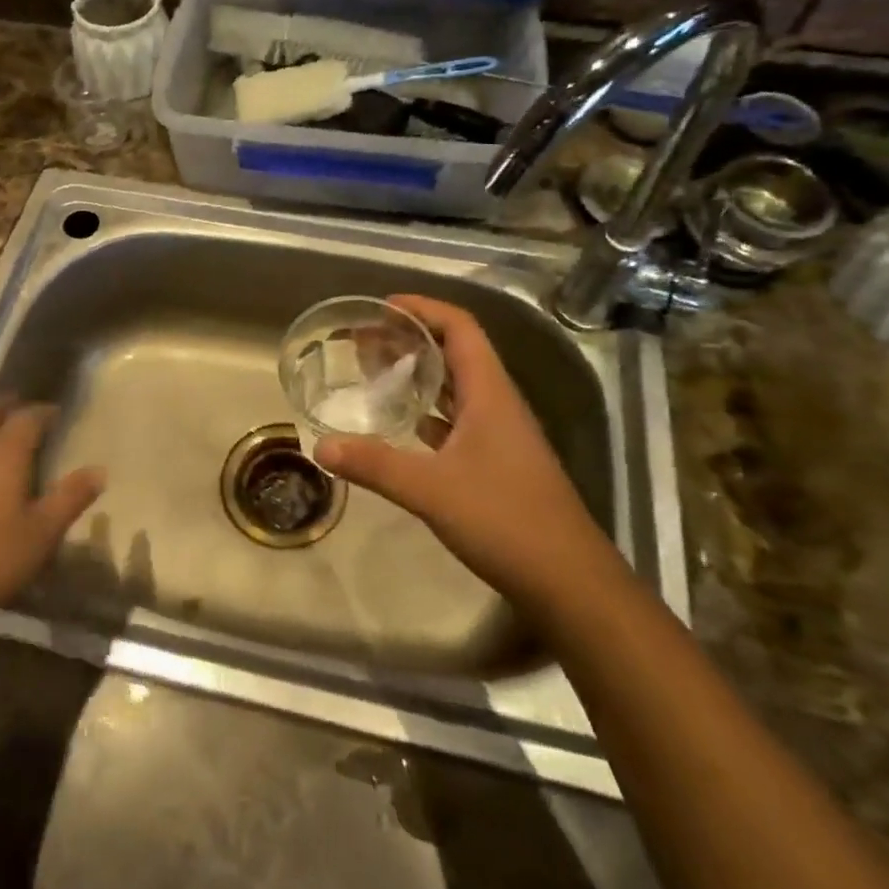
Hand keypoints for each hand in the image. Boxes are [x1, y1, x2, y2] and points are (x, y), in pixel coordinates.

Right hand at [314, 296, 611, 604]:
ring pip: (457, 387)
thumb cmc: (504, 519)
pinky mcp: (499, 462)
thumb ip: (375, 465)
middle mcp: (498, 404)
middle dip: (412, 339)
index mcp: (489, 393)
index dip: (424, 309)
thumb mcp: (431, 489)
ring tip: (377, 373)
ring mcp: (501, 434)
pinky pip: (459, 420)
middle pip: (457, 352)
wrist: (568, 580)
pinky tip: (402, 424)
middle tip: (366, 341)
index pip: (460, 328)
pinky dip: (429, 412)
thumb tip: (320, 446)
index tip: (382, 308)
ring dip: (421, 374)